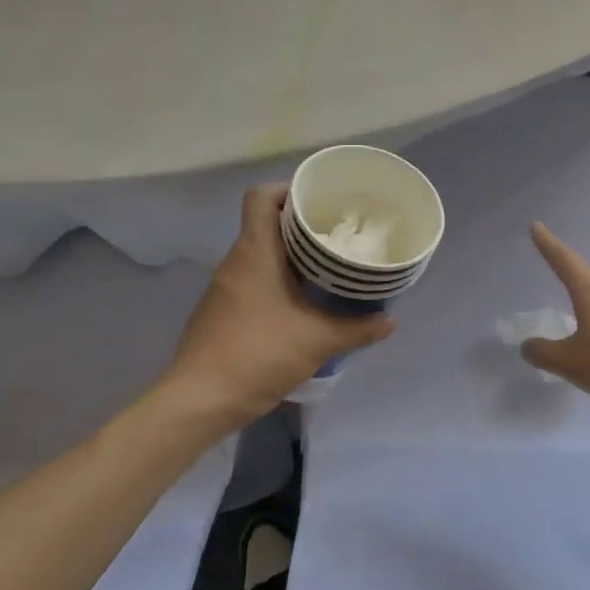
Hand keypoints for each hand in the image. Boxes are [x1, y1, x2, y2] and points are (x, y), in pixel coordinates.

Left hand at [161, 184, 394, 428]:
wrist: (199, 400)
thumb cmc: (258, 354)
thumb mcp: (317, 340)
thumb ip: (357, 329)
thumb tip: (389, 321)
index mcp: (255, 252)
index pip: (261, 197)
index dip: (288, 189)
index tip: (320, 201)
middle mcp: (236, 261)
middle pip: (265, 223)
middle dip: (301, 225)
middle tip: (337, 234)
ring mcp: (225, 287)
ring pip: (260, 254)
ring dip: (291, 255)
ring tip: (327, 267)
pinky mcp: (221, 311)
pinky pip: (253, 279)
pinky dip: (277, 280)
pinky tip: (302, 302)